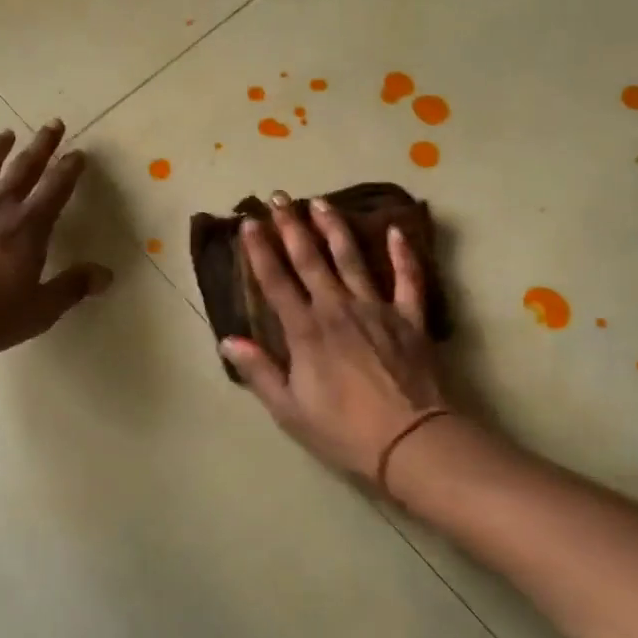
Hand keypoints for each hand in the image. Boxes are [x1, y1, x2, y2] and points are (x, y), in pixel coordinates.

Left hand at [0, 121, 111, 359]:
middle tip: (52, 124)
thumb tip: (105, 274)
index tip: (78, 153)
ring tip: (6, 133)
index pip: (55, 189)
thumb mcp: (38, 311)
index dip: (69, 169)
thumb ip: (71, 288)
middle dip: (41, 146)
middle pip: (23, 169)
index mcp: (27, 228)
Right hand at [221, 193, 448, 487]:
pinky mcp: (410, 318)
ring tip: (320, 202)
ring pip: (351, 259)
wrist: (410, 440)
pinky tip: (397, 230)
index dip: (260, 251)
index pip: (276, 282)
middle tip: (279, 197)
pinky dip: (403, 254)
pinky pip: (408, 279)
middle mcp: (337, 309)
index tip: (249, 223)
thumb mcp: (289, 410)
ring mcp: (376, 309)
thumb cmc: (343, 430)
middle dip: (291, 226)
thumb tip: (227, 339)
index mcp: (305, 331)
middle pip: (310, 260)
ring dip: (334, 228)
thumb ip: (259, 371)